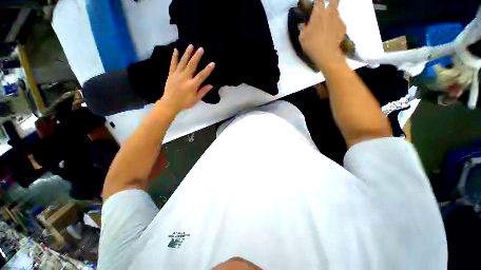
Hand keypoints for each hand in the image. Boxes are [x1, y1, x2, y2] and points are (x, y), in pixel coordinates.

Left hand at [159, 45, 214, 114]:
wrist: (170, 103)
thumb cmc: (185, 103)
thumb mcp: (196, 99)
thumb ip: (203, 92)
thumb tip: (211, 85)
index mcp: (192, 85)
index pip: (202, 76)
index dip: (207, 69)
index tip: (212, 63)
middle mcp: (185, 77)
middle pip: (192, 65)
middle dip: (197, 56)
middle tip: (201, 48)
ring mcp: (177, 75)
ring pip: (183, 62)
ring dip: (187, 53)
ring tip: (191, 45)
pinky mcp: (171, 74)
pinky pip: (173, 64)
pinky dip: (174, 57)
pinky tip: (176, 50)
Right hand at [299, 0, 345, 71]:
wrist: (327, 54)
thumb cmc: (312, 46)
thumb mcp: (302, 38)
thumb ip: (302, 28)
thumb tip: (302, 23)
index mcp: (318, 13)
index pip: (319, 1)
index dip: (317, 2)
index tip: (315, 6)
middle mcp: (330, 12)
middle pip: (332, 1)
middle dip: (328, 3)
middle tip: (324, 10)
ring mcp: (338, 19)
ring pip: (336, 10)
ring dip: (332, 13)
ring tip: (328, 22)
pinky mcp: (343, 26)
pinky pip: (339, 22)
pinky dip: (336, 24)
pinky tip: (332, 32)